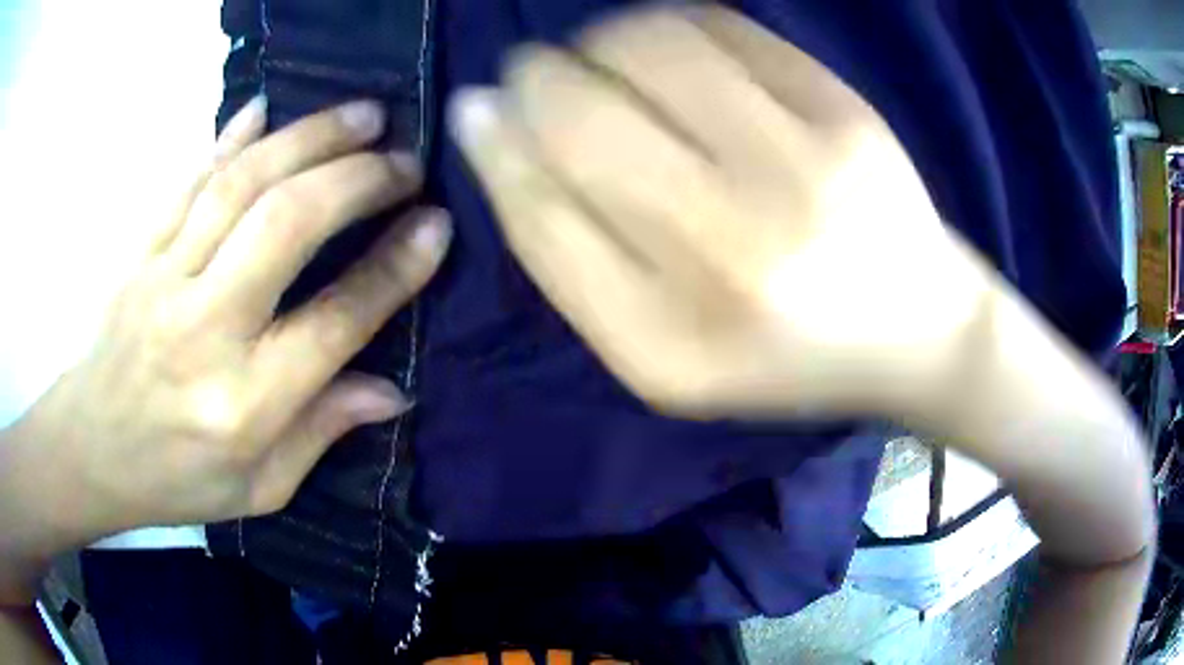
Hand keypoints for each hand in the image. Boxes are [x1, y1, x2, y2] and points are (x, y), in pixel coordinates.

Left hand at [4, 98, 451, 543]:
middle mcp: (203, 331)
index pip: (333, 323)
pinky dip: (231, 139)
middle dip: (356, 179)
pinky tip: (267, 109)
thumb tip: (391, 390)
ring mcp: (163, 280)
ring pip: (241, 184)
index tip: (435, 224)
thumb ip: (321, 433)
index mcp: (242, 405)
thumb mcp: (259, 488)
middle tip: (404, 160)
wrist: (90, 450)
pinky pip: (189, 181)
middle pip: (286, 226)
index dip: (393, 268)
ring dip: (309, 138)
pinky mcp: (140, 253)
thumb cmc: (176, 480)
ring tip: (362, 115)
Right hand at [451, 7, 993, 417]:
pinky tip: (672, 53)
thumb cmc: (781, 351)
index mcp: (669, 343)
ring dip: (596, 42)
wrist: (915, 328)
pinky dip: (668, 27)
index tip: (481, 111)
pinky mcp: (846, 111)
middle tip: (538, 77)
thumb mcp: (659, 347)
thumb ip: (567, 252)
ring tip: (604, 62)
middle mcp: (734, 255)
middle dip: (533, 79)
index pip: (537, 212)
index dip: (496, 145)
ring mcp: (802, 171)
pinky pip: (720, 27)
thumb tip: (488, 123)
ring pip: (646, 47)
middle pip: (580, 118)